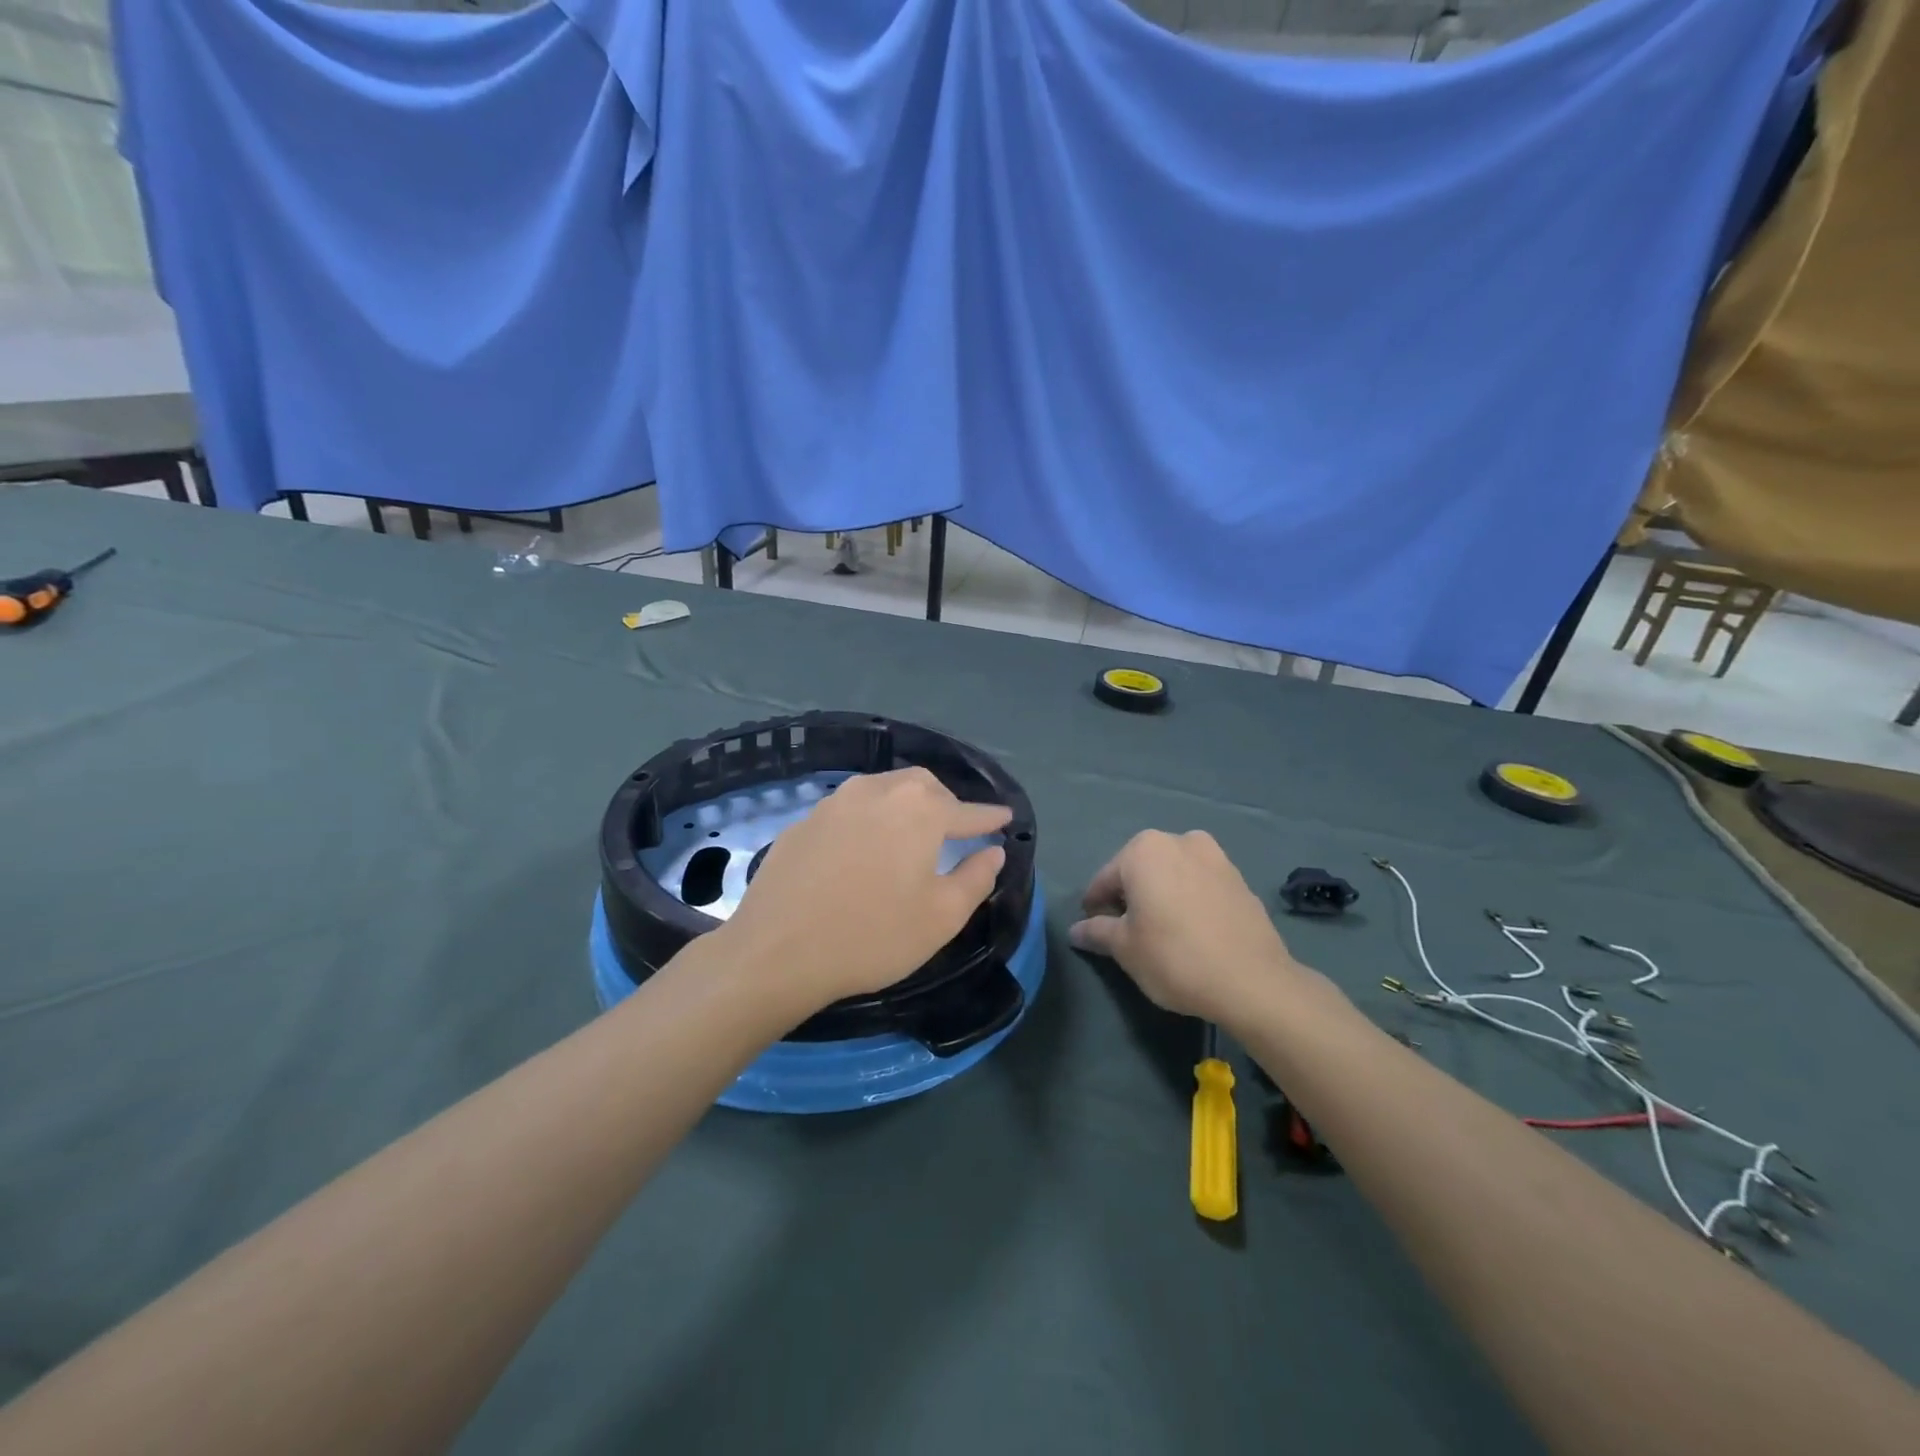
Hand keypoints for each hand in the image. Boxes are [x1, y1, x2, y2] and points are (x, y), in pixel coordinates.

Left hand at [719, 767, 1010, 1015]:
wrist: (777, 951)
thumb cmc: (872, 936)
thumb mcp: (940, 917)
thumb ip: (976, 878)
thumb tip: (994, 852)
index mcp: (919, 810)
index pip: (966, 810)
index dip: (989, 817)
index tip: (1005, 818)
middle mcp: (878, 791)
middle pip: (923, 786)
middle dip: (945, 802)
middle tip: (955, 828)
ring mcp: (835, 802)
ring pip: (883, 789)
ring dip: (905, 804)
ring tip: (911, 833)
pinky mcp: (803, 820)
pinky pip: (849, 808)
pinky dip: (869, 819)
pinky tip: (863, 847)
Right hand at [1070, 830, 1312, 1023]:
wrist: (1253, 981)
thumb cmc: (1175, 957)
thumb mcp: (1125, 948)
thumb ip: (1097, 931)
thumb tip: (1077, 930)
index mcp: (1144, 849)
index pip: (1105, 879)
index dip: (1095, 907)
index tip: (1094, 931)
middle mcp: (1179, 840)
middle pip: (1140, 870)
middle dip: (1130, 896)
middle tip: (1127, 932)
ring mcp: (1215, 856)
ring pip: (1173, 874)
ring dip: (1161, 895)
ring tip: (1162, 931)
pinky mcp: (1239, 878)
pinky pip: (1200, 884)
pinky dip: (1189, 900)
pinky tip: (1191, 931)